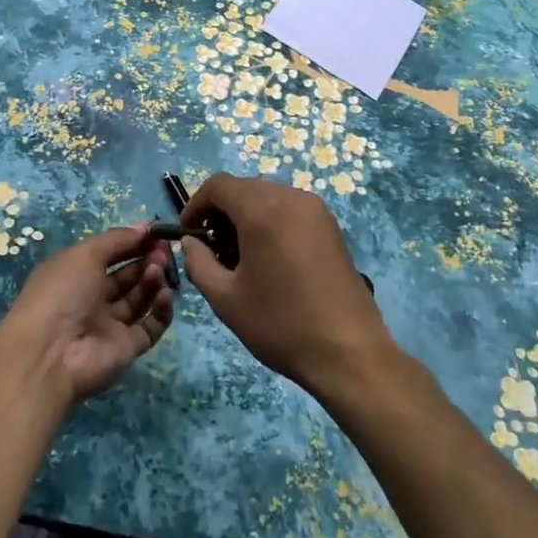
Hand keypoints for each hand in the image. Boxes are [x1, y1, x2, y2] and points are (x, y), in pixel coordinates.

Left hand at [0, 225, 176, 405]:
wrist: (50, 355)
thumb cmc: (62, 293)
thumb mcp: (85, 254)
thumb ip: (118, 239)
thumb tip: (146, 226)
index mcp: (76, 275)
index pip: (110, 255)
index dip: (132, 243)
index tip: (156, 233)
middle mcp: (93, 299)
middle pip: (128, 277)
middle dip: (146, 260)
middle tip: (164, 250)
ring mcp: (111, 325)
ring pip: (140, 299)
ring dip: (153, 280)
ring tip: (159, 269)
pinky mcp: (128, 347)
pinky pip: (151, 325)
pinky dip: (161, 309)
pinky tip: (165, 294)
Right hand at [180, 173, 394, 396]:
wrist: (349, 351)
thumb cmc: (281, 324)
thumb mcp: (226, 299)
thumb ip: (199, 263)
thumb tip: (190, 242)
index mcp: (262, 210)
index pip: (219, 185)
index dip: (196, 204)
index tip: (189, 233)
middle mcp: (291, 198)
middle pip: (244, 187)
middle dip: (221, 211)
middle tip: (212, 248)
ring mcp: (316, 209)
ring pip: (268, 196)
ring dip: (247, 215)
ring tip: (241, 256)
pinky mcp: (331, 225)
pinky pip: (290, 208)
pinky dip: (271, 220)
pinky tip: (270, 257)